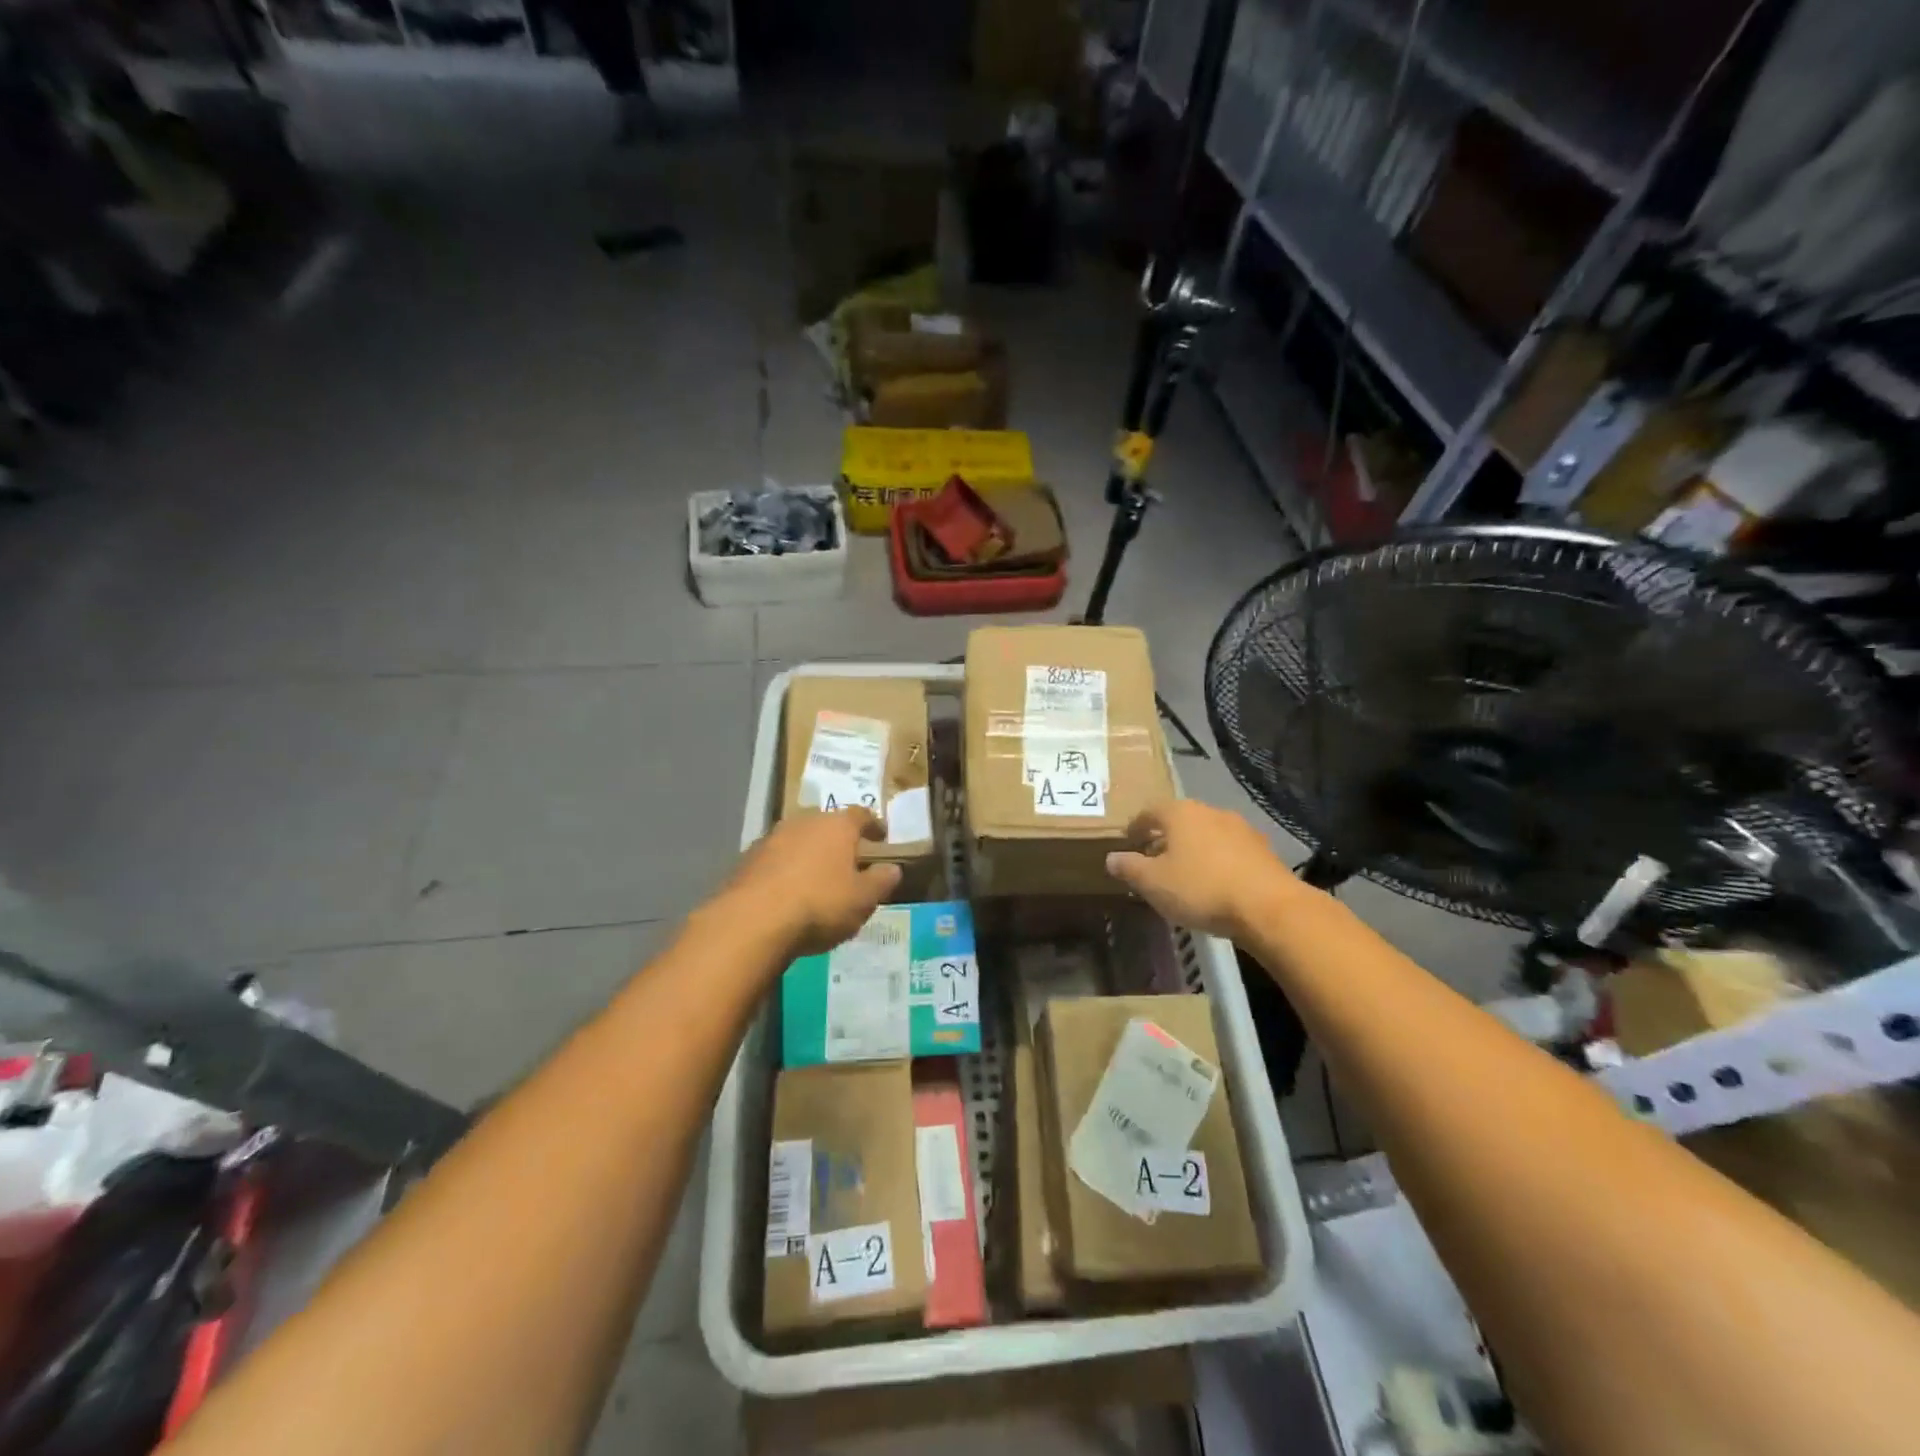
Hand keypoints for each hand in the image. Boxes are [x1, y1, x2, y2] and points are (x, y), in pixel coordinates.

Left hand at [718, 809, 901, 957]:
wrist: (752, 921)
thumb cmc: (819, 904)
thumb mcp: (863, 899)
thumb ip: (881, 881)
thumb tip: (893, 868)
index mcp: (837, 825)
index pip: (861, 814)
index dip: (874, 825)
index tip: (881, 836)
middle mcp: (803, 821)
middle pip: (826, 823)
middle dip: (838, 839)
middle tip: (847, 858)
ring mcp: (771, 838)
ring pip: (798, 839)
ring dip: (808, 853)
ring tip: (816, 877)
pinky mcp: (746, 859)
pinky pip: (775, 859)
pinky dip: (784, 870)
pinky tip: (787, 892)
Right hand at [1106, 800, 1299, 939]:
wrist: (1269, 907)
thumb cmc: (1201, 888)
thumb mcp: (1153, 883)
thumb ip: (1129, 868)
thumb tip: (1112, 858)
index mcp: (1180, 813)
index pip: (1149, 811)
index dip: (1136, 826)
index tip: (1129, 842)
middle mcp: (1210, 811)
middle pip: (1180, 820)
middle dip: (1165, 838)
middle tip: (1153, 860)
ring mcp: (1241, 828)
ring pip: (1206, 834)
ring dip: (1193, 849)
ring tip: (1184, 874)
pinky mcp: (1263, 850)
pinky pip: (1229, 850)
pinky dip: (1217, 861)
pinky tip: (1215, 883)